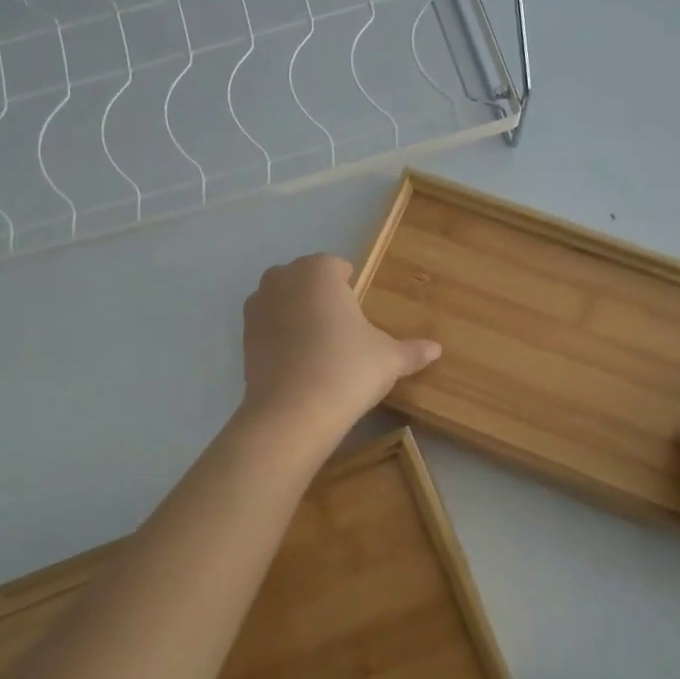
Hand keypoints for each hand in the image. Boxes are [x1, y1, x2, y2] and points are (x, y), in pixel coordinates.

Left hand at [241, 254, 441, 431]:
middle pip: (306, 278)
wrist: (293, 412)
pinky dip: (280, 337)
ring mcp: (258, 306)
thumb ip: (412, 350)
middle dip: (320, 296)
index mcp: (319, 271)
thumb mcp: (389, 359)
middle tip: (341, 331)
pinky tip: (297, 363)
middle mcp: (283, 278)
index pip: (337, 266)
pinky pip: (268, 326)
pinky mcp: (243, 336)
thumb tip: (436, 350)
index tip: (360, 314)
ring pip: (282, 300)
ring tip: (318, 347)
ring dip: (296, 314)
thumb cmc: (347, 370)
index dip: (350, 288)